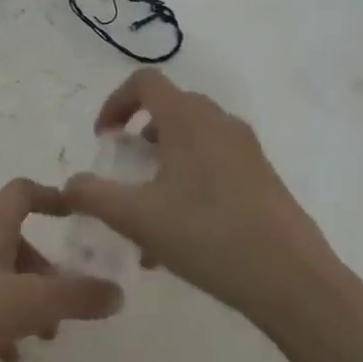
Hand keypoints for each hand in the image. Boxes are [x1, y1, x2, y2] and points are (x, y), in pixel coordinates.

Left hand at [0, 178, 125, 361]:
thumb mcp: (21, 304)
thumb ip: (73, 297)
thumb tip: (117, 291)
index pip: (24, 192)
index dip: (54, 198)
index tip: (80, 218)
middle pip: (12, 240)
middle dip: (44, 271)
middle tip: (65, 308)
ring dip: (21, 300)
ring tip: (41, 340)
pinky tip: (4, 357)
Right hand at [62, 70, 347, 327]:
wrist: (292, 279)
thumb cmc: (208, 236)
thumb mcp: (136, 218)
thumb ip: (93, 195)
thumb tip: (70, 185)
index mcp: (188, 120)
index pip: (145, 82)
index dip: (115, 102)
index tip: (104, 140)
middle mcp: (220, 124)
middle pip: (170, 108)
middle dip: (140, 134)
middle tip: (126, 170)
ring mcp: (247, 150)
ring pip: (194, 138)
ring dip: (164, 160)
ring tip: (149, 209)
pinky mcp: (263, 178)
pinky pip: (216, 162)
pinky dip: (189, 179)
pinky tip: (181, 233)